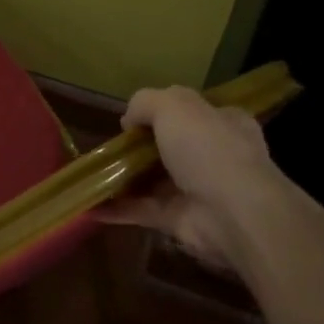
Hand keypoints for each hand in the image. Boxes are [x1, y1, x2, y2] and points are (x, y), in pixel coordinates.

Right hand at [108, 86, 287, 263]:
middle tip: (110, 146)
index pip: (193, 111)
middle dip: (140, 147)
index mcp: (223, 121)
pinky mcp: (181, 221)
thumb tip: (129, 121)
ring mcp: (199, 190)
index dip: (163, 111)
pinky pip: (144, 211)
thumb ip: (146, 102)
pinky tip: (90, 206)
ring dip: (126, 179)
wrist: (234, 213)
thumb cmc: (208, 147)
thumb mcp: (173, 105)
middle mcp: (214, 154)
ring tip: (92, 174)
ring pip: (155, 180)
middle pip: (171, 146)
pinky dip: (118, 209)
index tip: (134, 118)